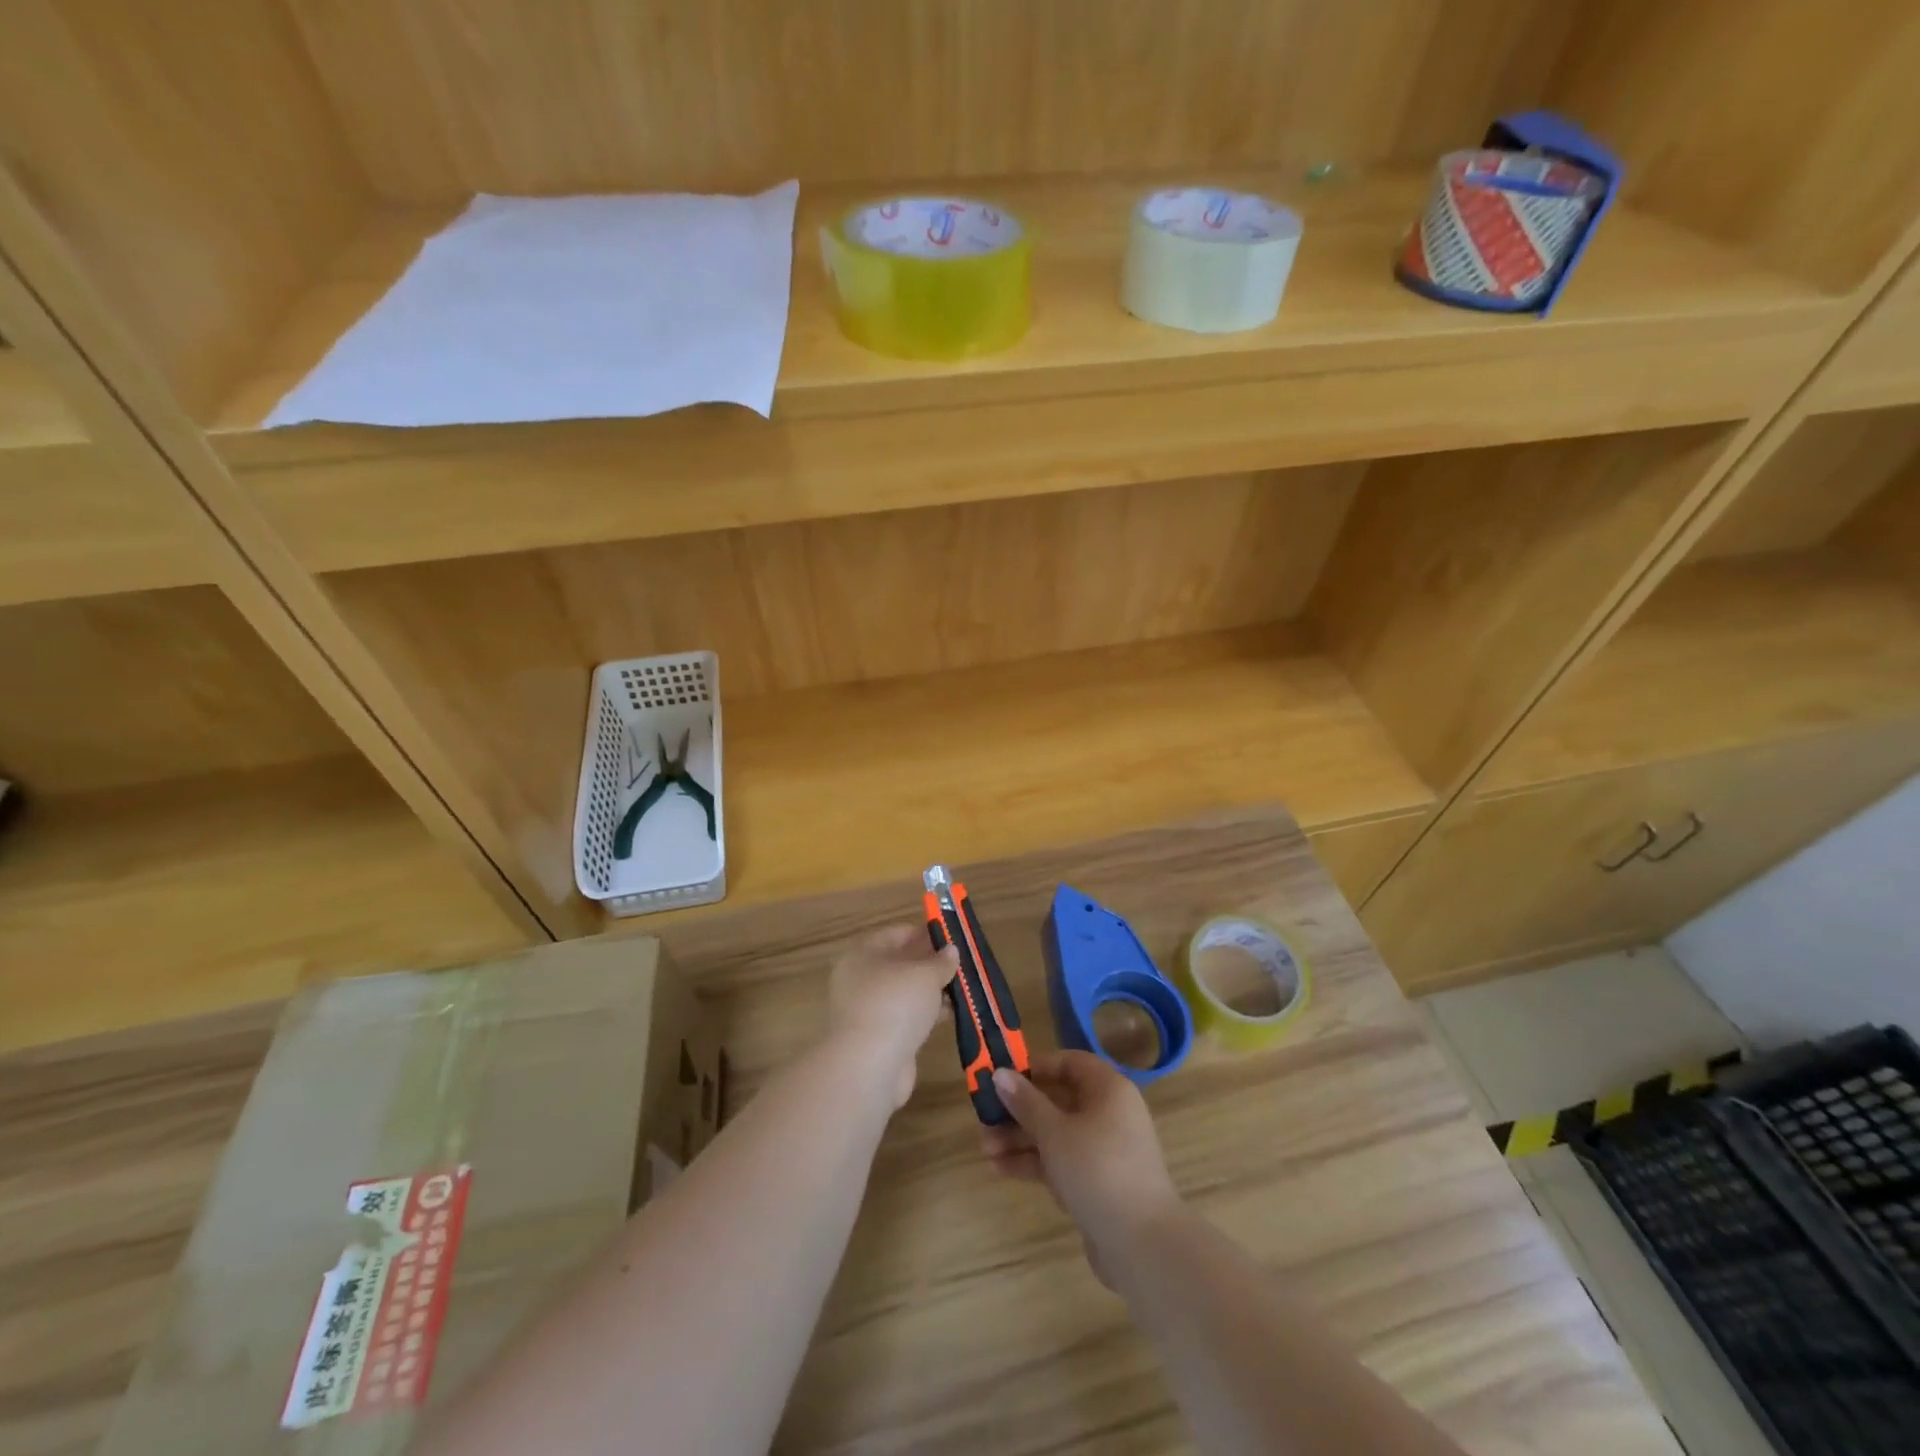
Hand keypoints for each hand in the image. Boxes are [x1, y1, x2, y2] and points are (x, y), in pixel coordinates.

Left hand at [825, 924, 957, 1108]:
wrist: (868, 1067)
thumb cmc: (894, 1004)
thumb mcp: (924, 974)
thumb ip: (940, 961)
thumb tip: (950, 951)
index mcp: (863, 954)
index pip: (897, 934)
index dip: (924, 933)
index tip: (952, 936)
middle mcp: (861, 979)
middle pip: (901, 963)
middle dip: (931, 964)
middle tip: (962, 963)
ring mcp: (869, 1010)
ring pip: (906, 993)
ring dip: (933, 991)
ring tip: (964, 988)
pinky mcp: (880, 1038)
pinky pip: (908, 1018)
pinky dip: (928, 1015)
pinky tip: (951, 1014)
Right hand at [980, 1051, 1182, 1276]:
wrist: (1143, 1246)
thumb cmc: (1098, 1170)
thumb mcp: (1055, 1132)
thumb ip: (1026, 1102)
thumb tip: (1000, 1073)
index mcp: (1108, 1090)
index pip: (1069, 1063)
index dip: (1036, 1067)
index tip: (1003, 1077)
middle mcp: (1109, 1114)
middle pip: (1058, 1100)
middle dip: (1019, 1110)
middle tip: (984, 1118)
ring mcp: (1104, 1150)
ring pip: (1056, 1134)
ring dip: (1020, 1139)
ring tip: (985, 1149)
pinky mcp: (1097, 1183)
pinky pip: (1061, 1161)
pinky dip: (1034, 1163)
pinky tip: (1000, 1169)